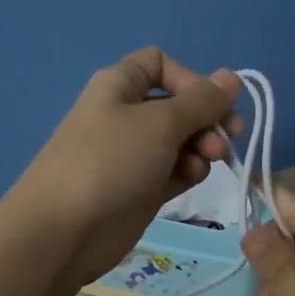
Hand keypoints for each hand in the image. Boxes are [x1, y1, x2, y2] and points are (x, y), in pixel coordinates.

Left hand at [13, 47, 242, 287]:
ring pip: (181, 138)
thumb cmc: (110, 161)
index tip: (212, 103)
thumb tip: (232, 76)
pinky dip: (188, 170)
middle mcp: (126, 113)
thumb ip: (202, 101)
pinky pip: (174, 168)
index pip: (161, 63)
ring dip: (202, 146)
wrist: (63, 231)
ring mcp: (133, 152)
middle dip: (207, 117)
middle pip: (178, 103)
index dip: (191, 79)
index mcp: (120, 85)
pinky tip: (192, 178)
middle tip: (229, 138)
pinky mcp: (140, 186)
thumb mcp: (161, 123)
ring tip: (210, 161)